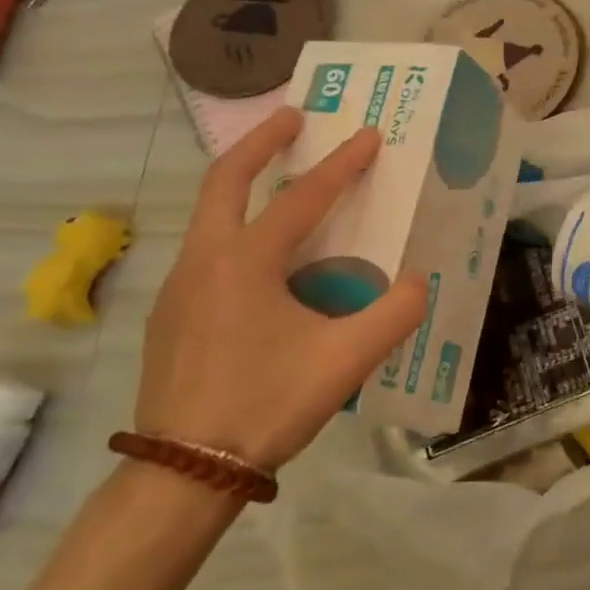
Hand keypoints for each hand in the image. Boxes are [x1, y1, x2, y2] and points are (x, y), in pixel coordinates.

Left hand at [135, 108, 428, 469]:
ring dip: (243, 184)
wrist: (183, 473)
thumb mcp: (346, 360)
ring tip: (279, 179)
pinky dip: (235, 228)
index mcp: (245, 262)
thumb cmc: (267, 404)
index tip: (369, 134)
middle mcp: (205, 260)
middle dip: (260, 141)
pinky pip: (206, 251)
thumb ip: (395, 313)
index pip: (302, 197)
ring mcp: (179, 288)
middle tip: (292, 116)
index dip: (342, 164)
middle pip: (226, 179)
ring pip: (209, 214)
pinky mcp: (170, 315)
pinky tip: (262, 261)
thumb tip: (418, 280)